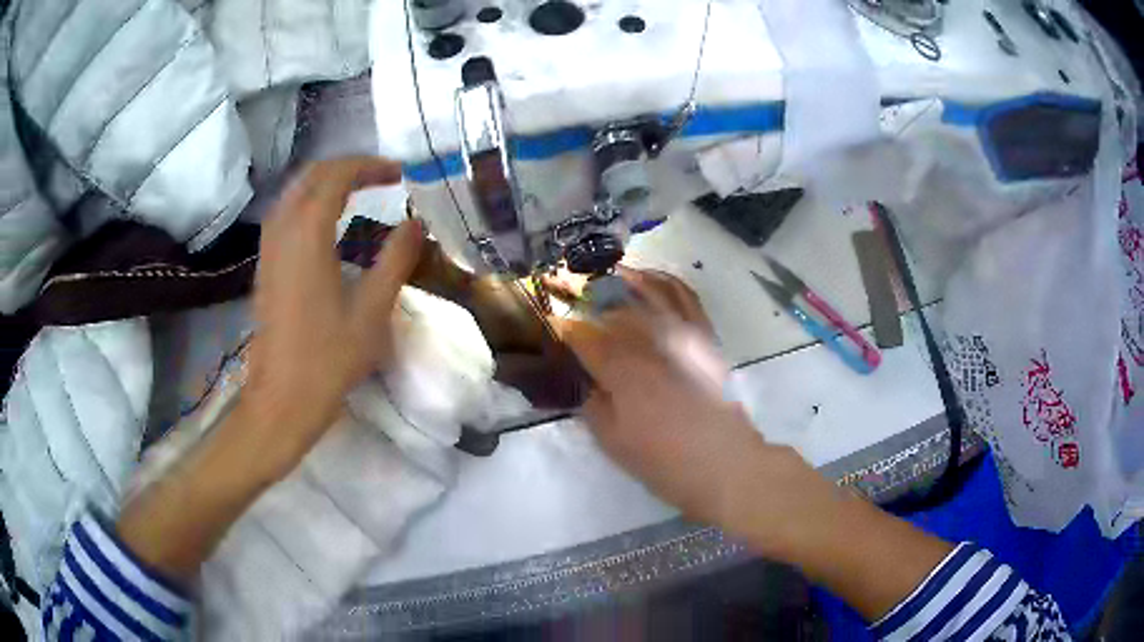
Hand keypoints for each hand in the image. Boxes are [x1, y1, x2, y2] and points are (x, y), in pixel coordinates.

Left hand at [242, 157, 423, 476]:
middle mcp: (283, 230)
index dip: (369, 166)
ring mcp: (269, 248)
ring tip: (357, 192)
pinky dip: (308, 202)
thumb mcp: (373, 310)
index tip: (399, 174)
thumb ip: (396, 259)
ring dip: (325, 182)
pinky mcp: (265, 265)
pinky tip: (325, 222)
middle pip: (311, 176)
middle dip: (347, 167)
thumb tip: (416, 223)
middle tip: (381, 177)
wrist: (281, 398)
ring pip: (294, 192)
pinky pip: (284, 213)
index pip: (337, 176)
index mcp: (308, 234)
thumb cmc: (328, 358)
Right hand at [556, 270, 782, 526]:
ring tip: (612, 275)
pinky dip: (668, 283)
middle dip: (591, 299)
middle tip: (575, 296)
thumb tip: (588, 381)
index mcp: (623, 370)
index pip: (585, 338)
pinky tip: (654, 279)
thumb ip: (593, 406)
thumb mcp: (613, 442)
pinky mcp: (705, 339)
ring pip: (651, 294)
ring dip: (628, 281)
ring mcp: (682, 336)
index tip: (554, 326)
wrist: (723, 464)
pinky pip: (687, 299)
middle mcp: (651, 342)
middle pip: (616, 309)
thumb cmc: (663, 461)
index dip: (566, 330)